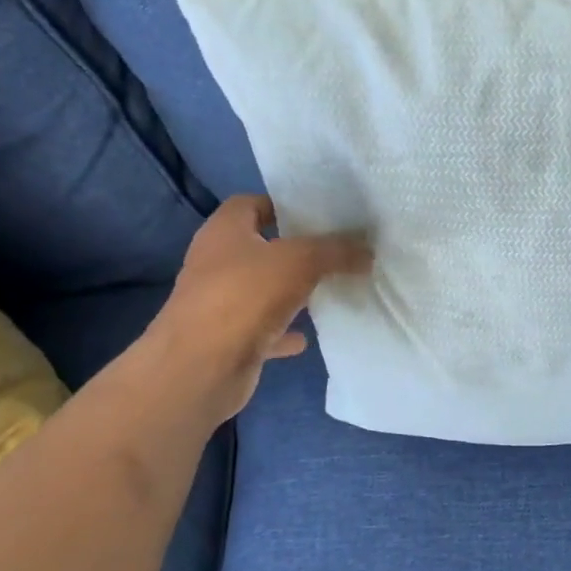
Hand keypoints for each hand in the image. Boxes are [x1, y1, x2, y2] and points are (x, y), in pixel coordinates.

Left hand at [146, 194, 370, 425]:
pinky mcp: (229, 338)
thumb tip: (368, 250)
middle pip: (260, 248)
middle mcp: (217, 262)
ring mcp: (221, 303)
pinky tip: (309, 337)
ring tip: (329, 290)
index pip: (251, 204)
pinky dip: (285, 331)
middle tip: (336, 251)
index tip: (320, 215)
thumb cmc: (245, 297)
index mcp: (225, 231)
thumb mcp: (301, 261)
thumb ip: (336, 251)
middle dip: (295, 250)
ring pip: (263, 290)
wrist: (202, 367)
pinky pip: (264, 329)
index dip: (283, 205)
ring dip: (291, 291)